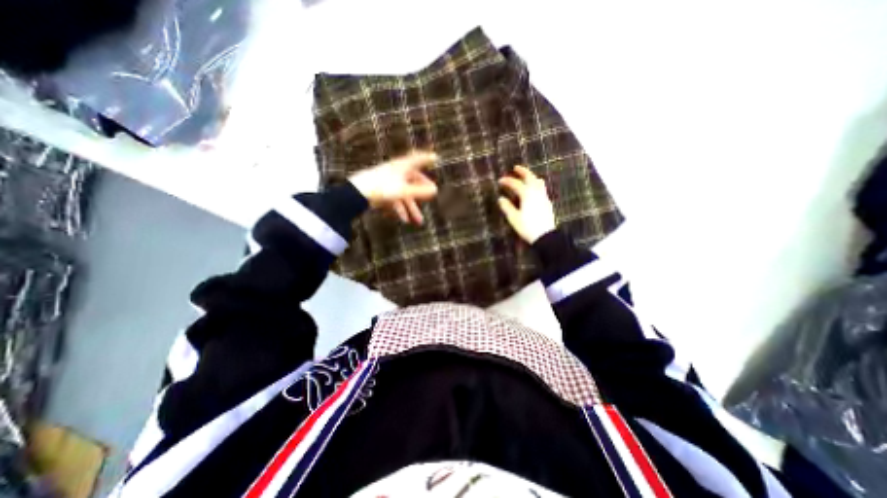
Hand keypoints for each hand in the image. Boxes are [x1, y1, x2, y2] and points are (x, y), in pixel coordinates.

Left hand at [351, 150, 438, 223]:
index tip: (435, 157)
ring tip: (418, 221)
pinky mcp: (381, 191)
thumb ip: (420, 192)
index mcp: (402, 167)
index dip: (426, 159)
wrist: (356, 194)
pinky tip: (403, 220)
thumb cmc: (382, 188)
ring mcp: (388, 182)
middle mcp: (396, 173)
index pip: (417, 160)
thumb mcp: (404, 191)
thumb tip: (435, 191)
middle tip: (430, 199)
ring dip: (411, 208)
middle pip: (412, 182)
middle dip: (421, 195)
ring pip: (404, 194)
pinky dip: (400, 209)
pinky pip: (395, 200)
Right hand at [498, 166, 551, 241]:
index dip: (507, 181)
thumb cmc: (527, 227)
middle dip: (523, 171)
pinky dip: (536, 184)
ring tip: (526, 176)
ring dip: (531, 177)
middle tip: (516, 167)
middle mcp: (536, 193)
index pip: (516, 184)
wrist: (545, 236)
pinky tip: (533, 190)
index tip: (500, 181)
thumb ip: (507, 207)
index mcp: (527, 195)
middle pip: (530, 177)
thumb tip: (501, 199)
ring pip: (538, 182)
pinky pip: (541, 188)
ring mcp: (543, 197)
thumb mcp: (514, 218)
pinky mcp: (547, 203)